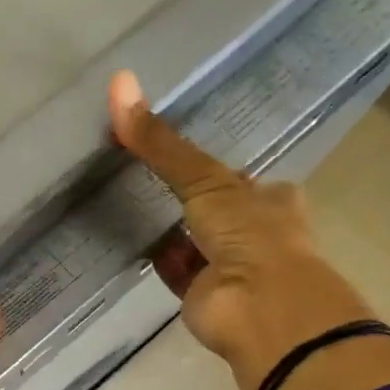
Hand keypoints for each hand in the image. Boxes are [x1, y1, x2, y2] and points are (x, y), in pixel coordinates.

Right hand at [109, 71, 377, 389]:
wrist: (257, 307)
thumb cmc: (248, 234)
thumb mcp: (205, 180)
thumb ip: (161, 144)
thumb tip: (119, 82)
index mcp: (270, 201)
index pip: (239, 179)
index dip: (213, 168)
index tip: (182, 159)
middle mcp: (254, 234)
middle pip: (216, 211)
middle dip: (190, 202)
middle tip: (150, 181)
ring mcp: (229, 269)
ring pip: (194, 243)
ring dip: (171, 231)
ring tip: (134, 206)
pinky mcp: (202, 296)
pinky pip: (175, 271)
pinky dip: (158, 259)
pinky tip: (134, 244)